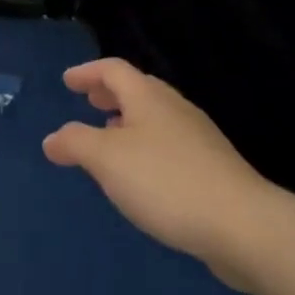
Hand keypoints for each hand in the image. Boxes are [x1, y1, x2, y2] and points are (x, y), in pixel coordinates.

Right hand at [43, 58, 271, 287]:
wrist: (242, 225)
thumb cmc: (166, 181)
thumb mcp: (107, 160)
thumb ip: (75, 143)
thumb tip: (52, 139)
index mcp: (148, 97)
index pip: (113, 70)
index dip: (87, 72)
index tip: (68, 81)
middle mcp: (174, 109)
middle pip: (138, 90)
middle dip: (110, 94)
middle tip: (89, 101)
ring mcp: (198, 138)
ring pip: (155, 118)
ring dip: (128, 121)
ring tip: (109, 138)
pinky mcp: (212, 168)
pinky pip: (169, 144)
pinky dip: (146, 146)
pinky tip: (141, 175)